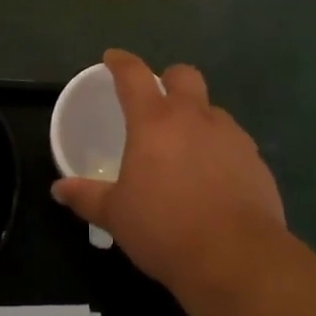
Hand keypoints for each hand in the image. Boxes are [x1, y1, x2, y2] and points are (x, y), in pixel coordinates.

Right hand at [52, 49, 285, 292]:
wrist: (236, 258)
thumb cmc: (164, 228)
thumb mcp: (116, 215)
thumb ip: (87, 197)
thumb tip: (58, 190)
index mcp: (154, 120)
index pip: (133, 74)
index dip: (121, 62)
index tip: (112, 58)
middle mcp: (194, 117)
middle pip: (184, 75)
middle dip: (169, 79)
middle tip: (158, 102)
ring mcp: (230, 136)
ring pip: (212, 110)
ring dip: (198, 119)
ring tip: (187, 150)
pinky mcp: (256, 161)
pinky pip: (234, 143)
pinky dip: (221, 151)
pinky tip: (215, 181)